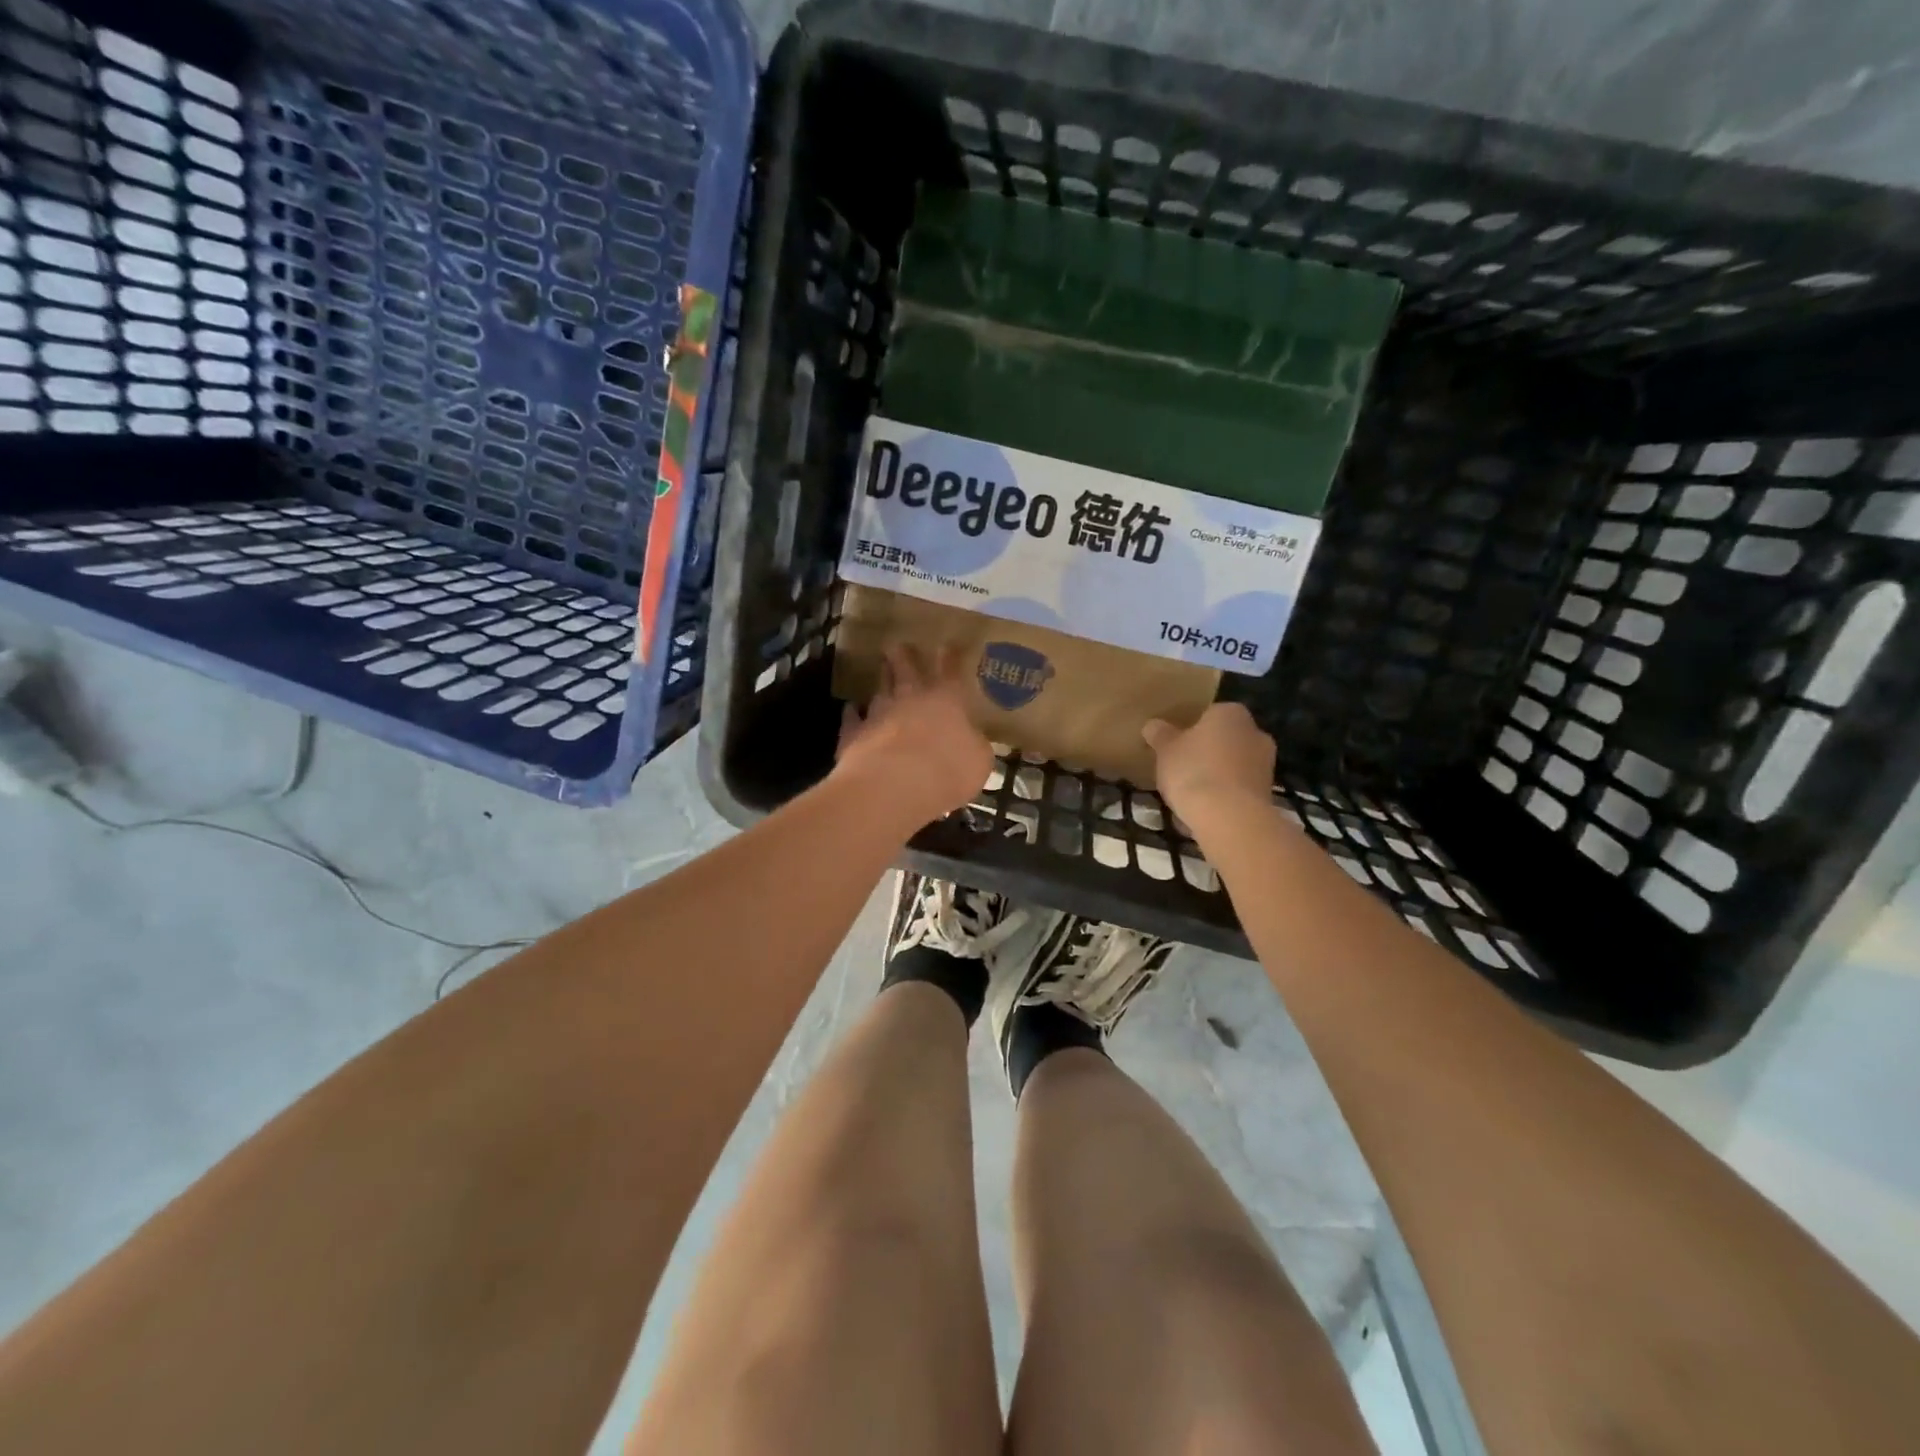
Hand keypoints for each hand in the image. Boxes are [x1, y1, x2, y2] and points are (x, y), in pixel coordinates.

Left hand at [835, 644, 992, 827]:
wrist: (893, 784)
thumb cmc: (947, 770)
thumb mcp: (979, 762)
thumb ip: (975, 747)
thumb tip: (973, 741)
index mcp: (946, 701)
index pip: (950, 672)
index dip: (949, 658)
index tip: (946, 645)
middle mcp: (910, 699)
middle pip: (906, 670)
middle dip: (903, 656)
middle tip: (898, 645)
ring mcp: (879, 714)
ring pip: (880, 691)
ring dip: (882, 681)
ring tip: (880, 672)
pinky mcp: (853, 734)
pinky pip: (852, 718)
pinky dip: (852, 713)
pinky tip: (850, 709)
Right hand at [1142, 703, 1275, 827]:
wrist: (1229, 818)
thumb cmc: (1194, 771)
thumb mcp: (1165, 749)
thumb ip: (1159, 734)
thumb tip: (1153, 725)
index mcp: (1231, 713)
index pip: (1208, 714)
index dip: (1188, 729)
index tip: (1173, 745)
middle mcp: (1255, 733)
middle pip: (1223, 741)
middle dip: (1205, 753)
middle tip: (1179, 768)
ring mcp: (1265, 765)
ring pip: (1231, 767)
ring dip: (1214, 777)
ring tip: (1188, 796)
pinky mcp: (1266, 794)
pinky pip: (1237, 791)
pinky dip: (1222, 799)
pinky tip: (1202, 813)